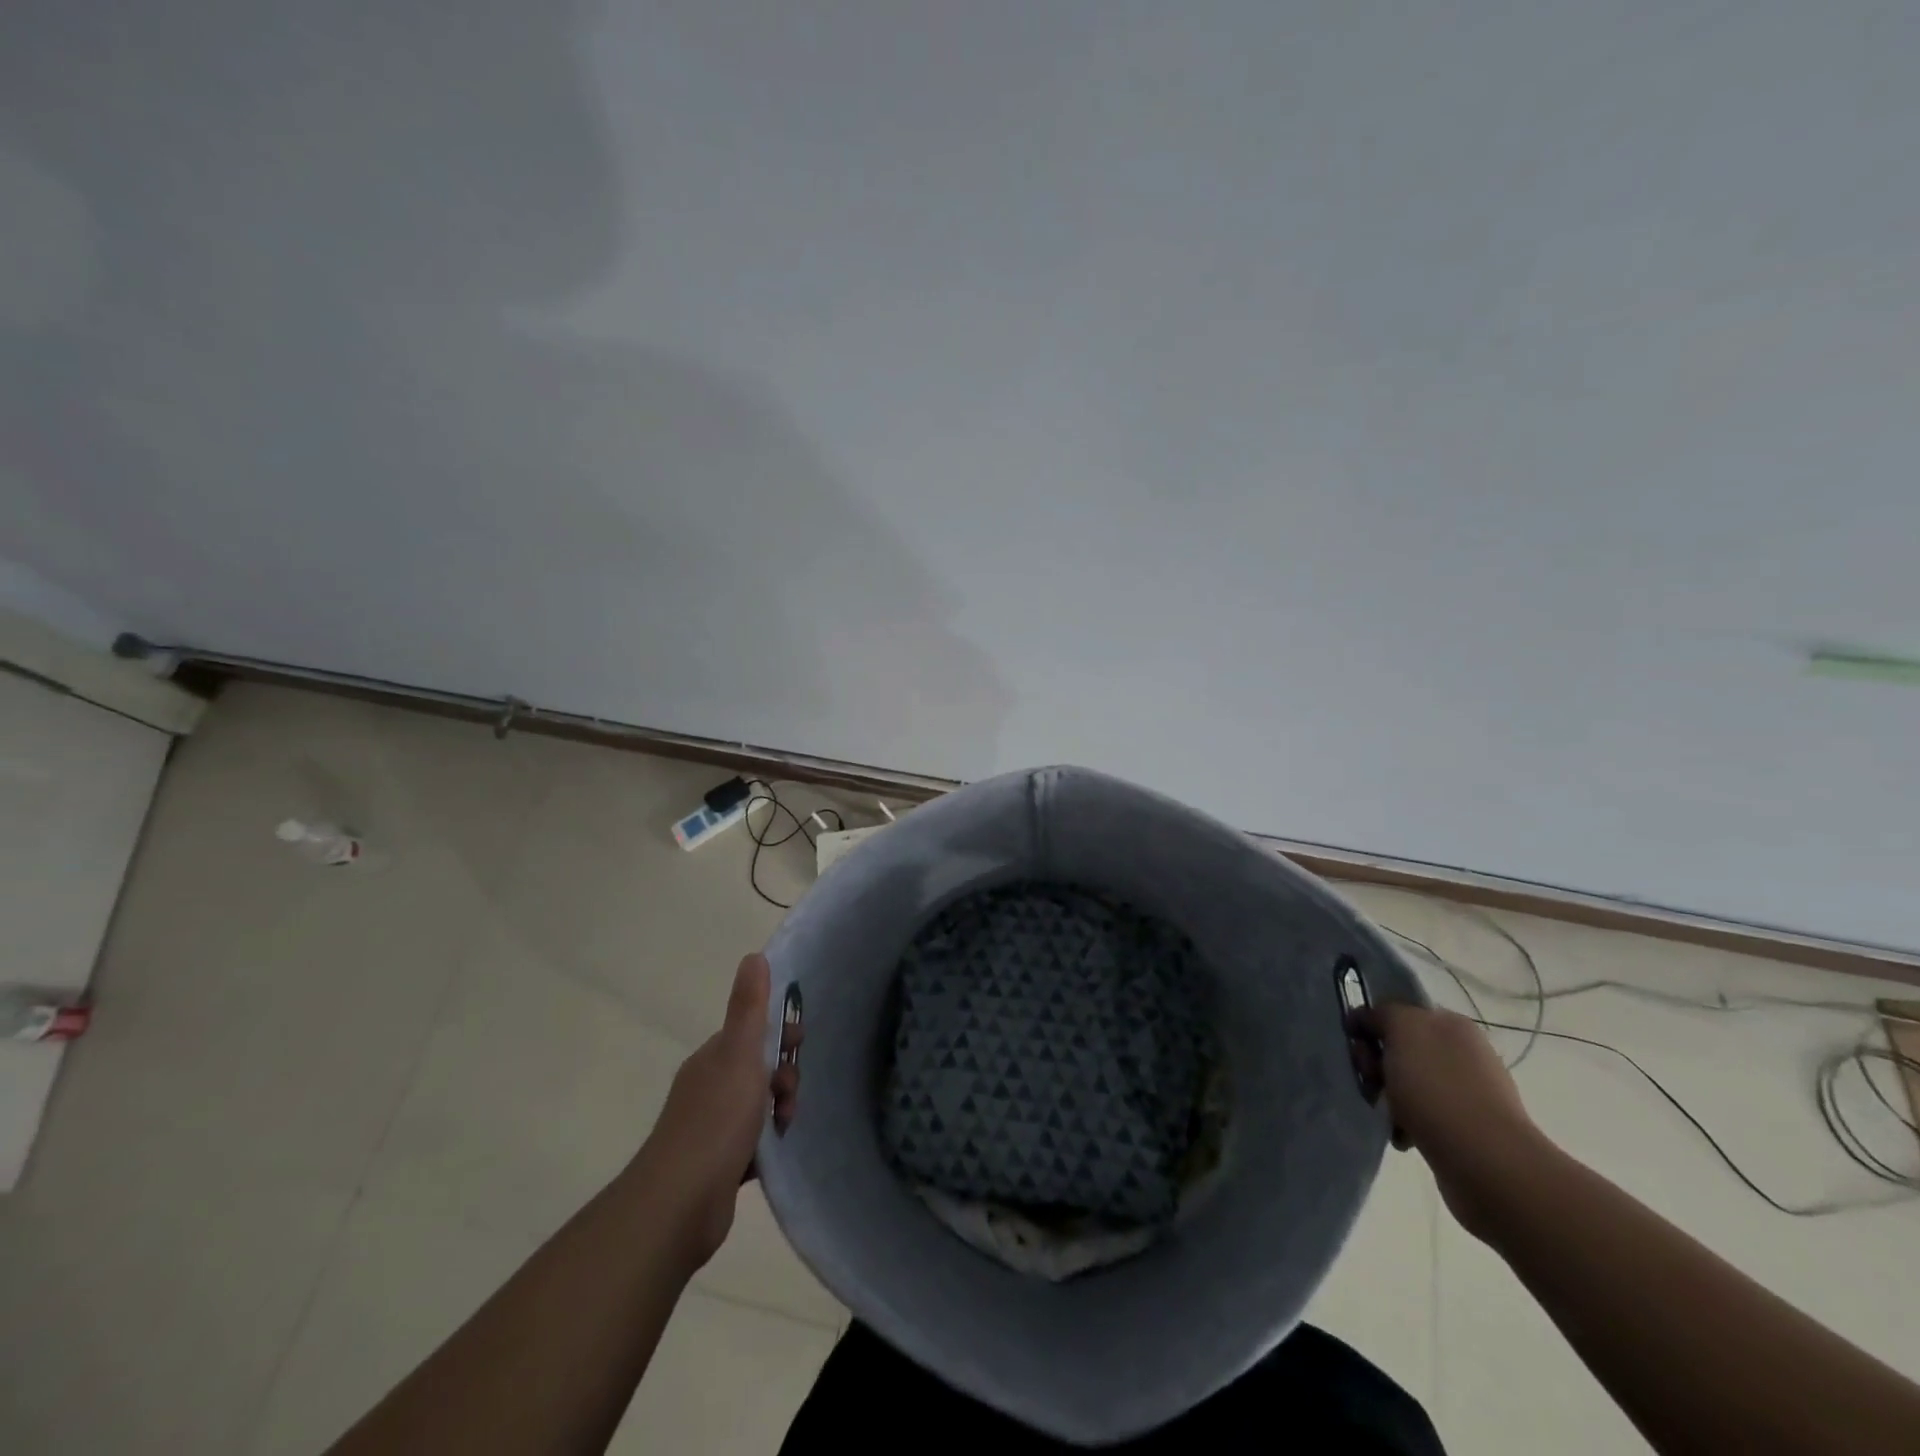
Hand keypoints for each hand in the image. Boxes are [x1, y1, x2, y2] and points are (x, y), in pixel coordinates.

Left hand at [630, 954, 800, 1269]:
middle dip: (782, 1075)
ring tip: (785, 1125)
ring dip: (778, 1111)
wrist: (680, 1203)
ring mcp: (710, 1128)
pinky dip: (766, 1144)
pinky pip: (752, 1144)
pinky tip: (775, 1152)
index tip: (799, 1043)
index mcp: (712, 1059)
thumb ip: (749, 1007)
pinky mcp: (717, 1166)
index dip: (778, 1033)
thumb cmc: (716, 1120)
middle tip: (790, 1092)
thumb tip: (753, 955)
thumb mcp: (740, 1054)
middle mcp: (708, 1088)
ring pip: (757, 1107)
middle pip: (757, 1069)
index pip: (751, 1032)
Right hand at [1349, 1002, 1547, 1238]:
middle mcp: (1462, 1052)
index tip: (1356, 1044)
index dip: (1371, 1024)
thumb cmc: (1437, 1087)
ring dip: (1387, 1095)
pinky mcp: (1465, 1128)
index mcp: (1451, 1023)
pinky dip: (1404, 1123)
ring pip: (1407, 1082)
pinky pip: (1421, 1115)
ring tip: (1384, 1113)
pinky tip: (1401, 1135)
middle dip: (1375, 1062)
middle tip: (1370, 1080)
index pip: (1398, 1012)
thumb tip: (1370, 1021)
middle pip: (1399, 1047)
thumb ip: (1381, 1013)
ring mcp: (1466, 1092)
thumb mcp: (1402, 1029)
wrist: (1485, 1162)